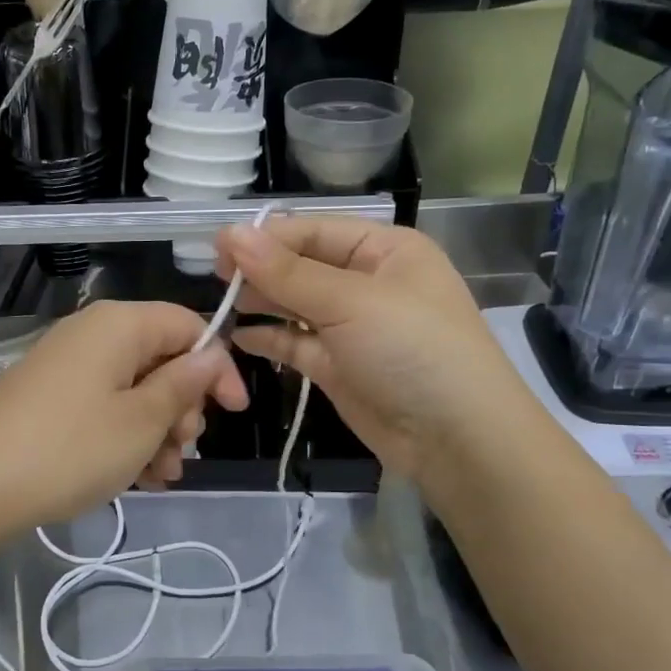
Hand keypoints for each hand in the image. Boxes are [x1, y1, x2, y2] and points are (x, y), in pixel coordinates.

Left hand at [0, 301, 248, 549]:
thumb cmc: (70, 448)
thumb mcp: (141, 421)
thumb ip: (183, 385)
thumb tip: (211, 354)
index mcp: (118, 325)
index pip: (188, 326)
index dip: (217, 367)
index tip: (234, 413)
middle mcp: (92, 335)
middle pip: (160, 359)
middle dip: (183, 408)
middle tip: (183, 451)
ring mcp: (66, 367)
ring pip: (134, 389)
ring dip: (157, 431)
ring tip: (160, 476)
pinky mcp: (49, 398)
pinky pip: (104, 407)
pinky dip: (125, 437)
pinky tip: (135, 478)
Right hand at [216, 217, 501, 479]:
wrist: (456, 440)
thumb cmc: (411, 350)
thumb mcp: (350, 302)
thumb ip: (287, 271)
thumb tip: (229, 234)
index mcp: (384, 250)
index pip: (314, 230)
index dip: (267, 237)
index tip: (217, 248)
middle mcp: (367, 282)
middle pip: (302, 265)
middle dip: (261, 269)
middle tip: (214, 277)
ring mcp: (351, 326)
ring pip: (295, 304)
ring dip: (261, 302)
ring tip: (221, 303)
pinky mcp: (337, 366)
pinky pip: (295, 342)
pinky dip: (268, 338)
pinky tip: (237, 335)